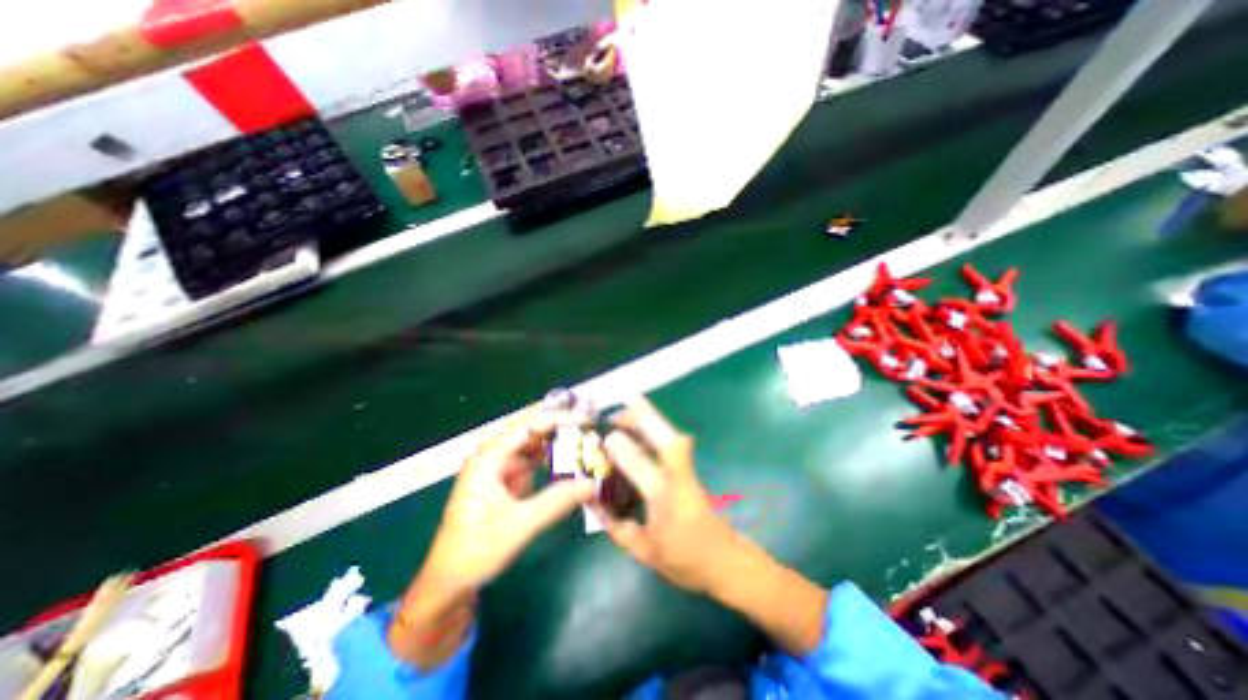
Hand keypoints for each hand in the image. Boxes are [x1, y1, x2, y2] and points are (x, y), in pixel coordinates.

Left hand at [393, 413, 594, 670]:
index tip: (584, 420)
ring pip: (532, 444)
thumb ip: (556, 502)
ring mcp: (498, 467)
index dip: (556, 419)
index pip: (525, 426)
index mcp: (487, 459)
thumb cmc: (476, 552)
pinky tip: (568, 463)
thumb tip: (592, 484)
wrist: (450, 582)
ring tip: (584, 442)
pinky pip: (532, 461)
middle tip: (589, 427)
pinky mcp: (505, 480)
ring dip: (556, 442)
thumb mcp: (519, 526)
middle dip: (559, 426)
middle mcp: (492, 456)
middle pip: (529, 430)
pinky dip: (551, 459)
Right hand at [591, 400, 745, 596]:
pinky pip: (673, 441)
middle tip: (621, 408)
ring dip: (651, 418)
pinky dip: (658, 428)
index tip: (607, 437)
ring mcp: (688, 471)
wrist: (725, 561)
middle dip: (644, 418)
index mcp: (664, 500)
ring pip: (671, 435)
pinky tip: (644, 426)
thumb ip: (616, 526)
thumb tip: (592, 502)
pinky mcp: (691, 469)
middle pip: (665, 438)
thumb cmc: (684, 560)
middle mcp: (678, 478)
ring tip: (630, 409)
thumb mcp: (644, 551)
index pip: (641, 465)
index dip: (623, 448)